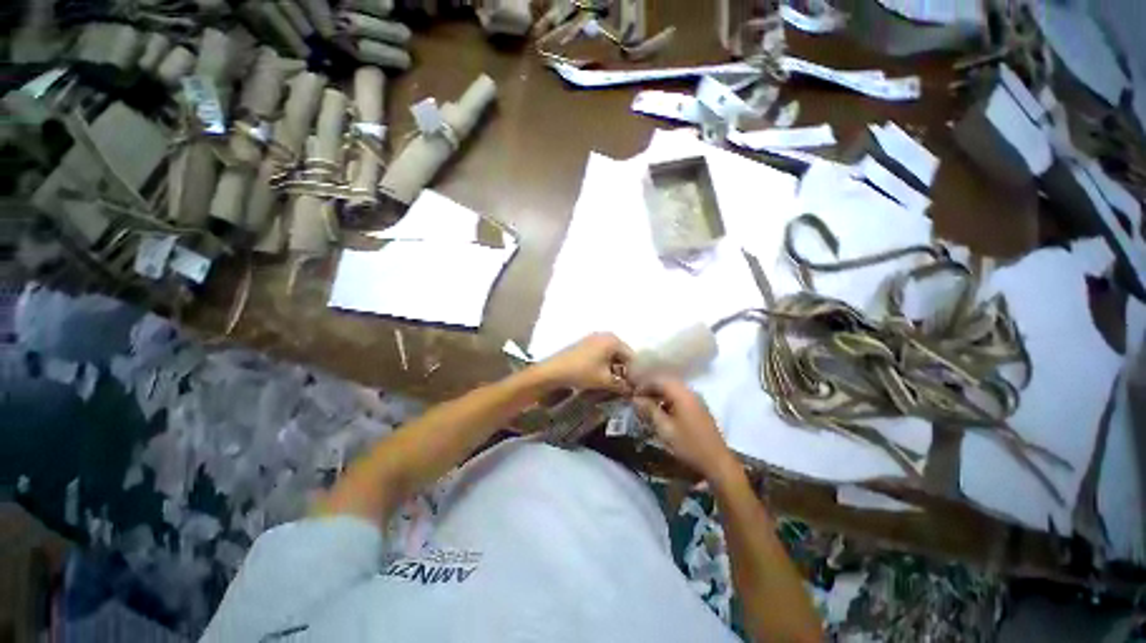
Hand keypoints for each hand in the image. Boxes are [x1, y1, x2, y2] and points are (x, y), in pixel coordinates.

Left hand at [531, 333, 634, 394]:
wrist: (553, 370)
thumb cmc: (582, 372)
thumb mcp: (605, 381)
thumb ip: (622, 385)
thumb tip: (632, 391)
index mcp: (613, 340)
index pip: (632, 356)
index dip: (634, 373)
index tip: (633, 387)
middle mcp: (605, 335)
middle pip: (622, 354)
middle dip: (624, 370)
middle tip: (624, 386)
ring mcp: (594, 338)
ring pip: (611, 354)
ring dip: (614, 368)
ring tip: (613, 383)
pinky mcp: (585, 343)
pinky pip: (601, 353)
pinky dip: (604, 363)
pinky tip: (601, 375)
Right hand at [633, 379, 737, 480]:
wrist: (717, 462)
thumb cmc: (688, 445)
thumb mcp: (665, 429)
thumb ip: (649, 410)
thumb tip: (636, 399)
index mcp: (682, 394)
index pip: (658, 380)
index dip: (643, 385)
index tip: (633, 395)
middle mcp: (690, 392)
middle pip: (666, 382)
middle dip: (651, 388)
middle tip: (638, 399)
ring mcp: (696, 399)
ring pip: (673, 389)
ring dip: (659, 394)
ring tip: (647, 405)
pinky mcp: (699, 408)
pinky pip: (680, 397)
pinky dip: (668, 400)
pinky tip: (662, 411)